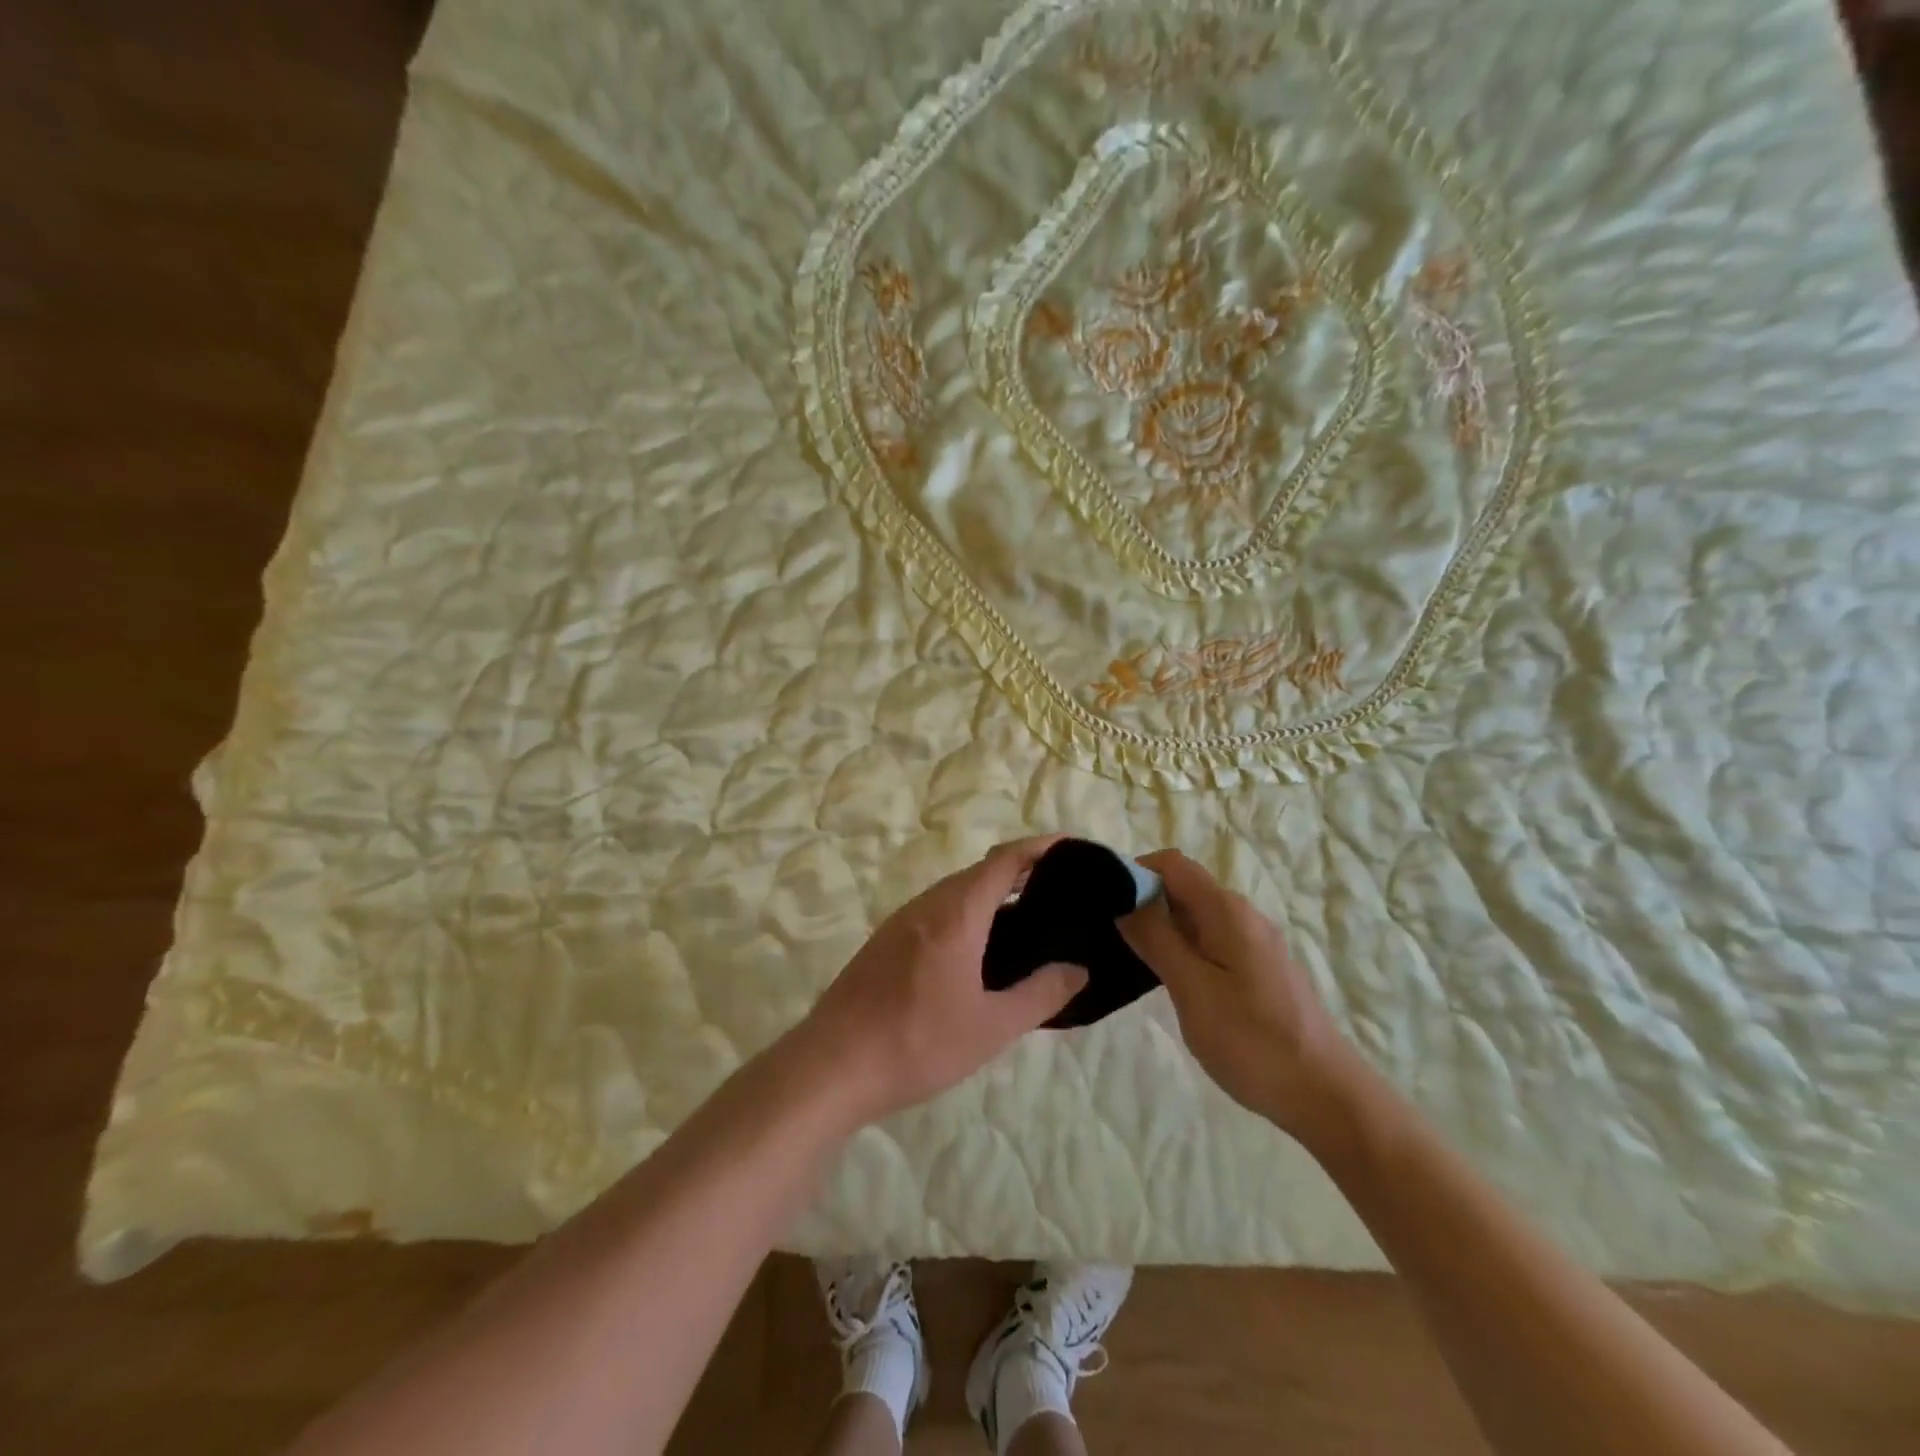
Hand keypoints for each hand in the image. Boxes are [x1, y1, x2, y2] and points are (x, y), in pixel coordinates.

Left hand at [796, 837, 1088, 1124]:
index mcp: (956, 913)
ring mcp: (900, 921)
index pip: (1004, 861)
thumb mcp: (992, 1026)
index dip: (1039, 848)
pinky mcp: (884, 942)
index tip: (1071, 848)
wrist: (832, 1066)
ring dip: (990, 896)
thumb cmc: (918, 1042)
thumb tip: (1078, 969)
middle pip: (979, 872)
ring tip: (1026, 922)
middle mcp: (927, 905)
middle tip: (1059, 893)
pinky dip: (966, 914)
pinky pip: (935, 912)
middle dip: (1019, 873)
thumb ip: (1041, 994)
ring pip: (954, 892)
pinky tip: (977, 951)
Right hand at [1121, 850, 1358, 1138]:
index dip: (1134, 872)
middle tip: (1107, 935)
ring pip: (1194, 916)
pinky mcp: (1257, 968)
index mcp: (1226, 910)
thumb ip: (1156, 939)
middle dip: (1143, 901)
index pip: (1171, 864)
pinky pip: (1210, 939)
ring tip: (1128, 958)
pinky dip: (1182, 947)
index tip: (1102, 902)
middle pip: (1182, 886)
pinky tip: (1166, 979)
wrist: (1325, 1095)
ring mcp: (1253, 942)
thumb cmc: (1252, 1041)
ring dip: (1160, 927)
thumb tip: (1125, 899)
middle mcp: (1242, 915)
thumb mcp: (1192, 989)